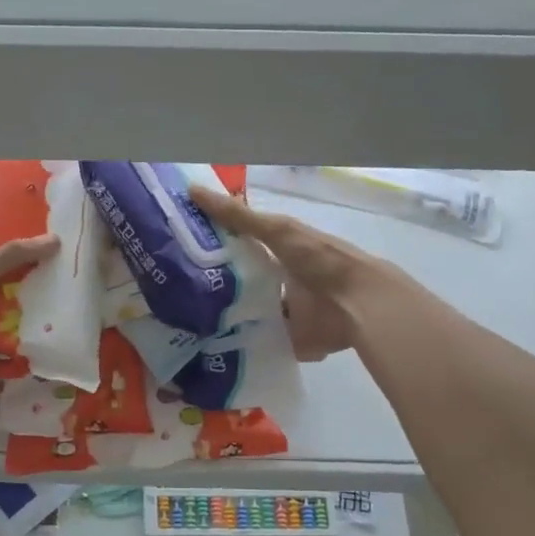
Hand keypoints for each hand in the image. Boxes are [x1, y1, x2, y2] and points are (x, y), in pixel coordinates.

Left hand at [0, 234, 61, 399]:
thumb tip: (56, 240)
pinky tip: (41, 371)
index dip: (25, 273)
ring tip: (62, 339)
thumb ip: (9, 257)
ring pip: (5, 346)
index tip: (57, 271)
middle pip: (6, 313)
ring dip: (26, 344)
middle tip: (67, 308)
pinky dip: (14, 376)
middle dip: (31, 311)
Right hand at [189, 185, 385, 361]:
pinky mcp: (289, 341)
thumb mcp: (276, 230)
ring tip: (189, 321)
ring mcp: (285, 314)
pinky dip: (242, 345)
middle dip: (216, 288)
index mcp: (281, 253)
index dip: (216, 249)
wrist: (357, 303)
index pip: (242, 249)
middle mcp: (281, 282)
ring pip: (248, 315)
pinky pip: (259, 343)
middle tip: (177, 292)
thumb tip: (192, 190)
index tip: (182, 253)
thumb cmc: (319, 259)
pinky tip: (212, 345)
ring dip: (226, 318)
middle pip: (242, 284)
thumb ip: (237, 216)